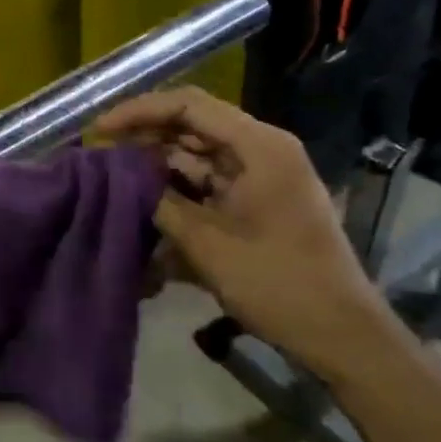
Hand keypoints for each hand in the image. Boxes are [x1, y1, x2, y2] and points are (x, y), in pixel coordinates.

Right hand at [92, 89, 404, 385]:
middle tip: (100, 152)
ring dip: (157, 167)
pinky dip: (177, 193)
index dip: (139, 111)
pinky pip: (207, 185)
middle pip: (191, 126)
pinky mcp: (256, 203)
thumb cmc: (277, 282)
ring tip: (113, 179)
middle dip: (145, 137)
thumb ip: (159, 201)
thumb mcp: (206, 242)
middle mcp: (261, 151)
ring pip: (196, 157)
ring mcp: (260, 177)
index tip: (100, 130)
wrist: (340, 335)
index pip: (189, 106)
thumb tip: (119, 176)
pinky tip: (144, 209)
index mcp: (259, 146)